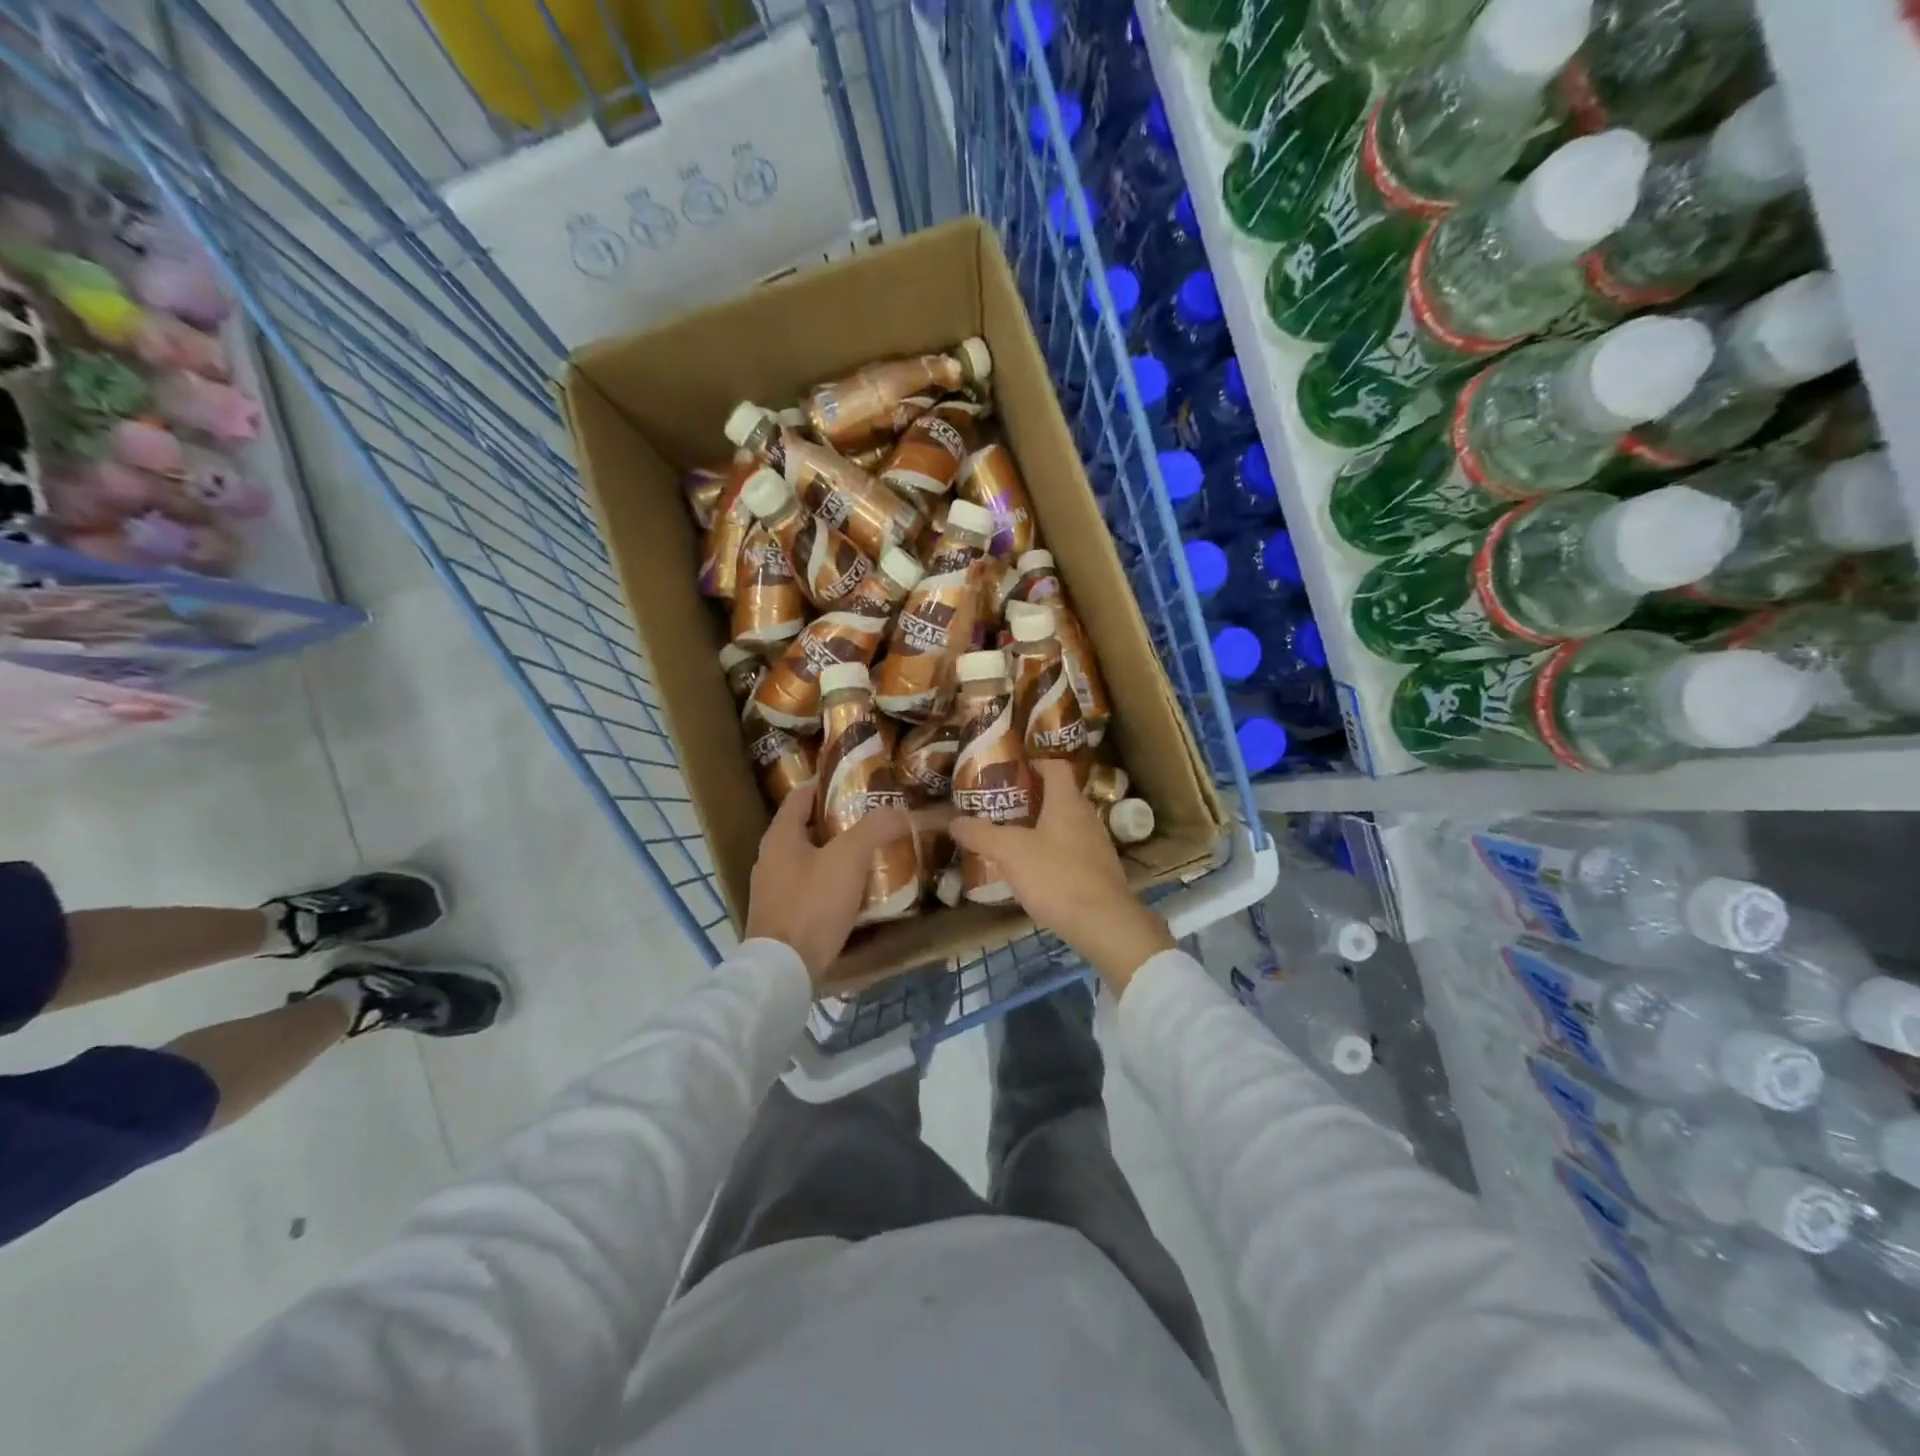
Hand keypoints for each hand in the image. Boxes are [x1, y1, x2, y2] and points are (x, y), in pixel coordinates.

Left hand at [744, 784, 912, 984]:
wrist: (783, 970)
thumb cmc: (812, 904)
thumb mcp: (849, 858)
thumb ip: (875, 829)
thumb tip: (901, 810)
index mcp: (780, 836)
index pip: (801, 795)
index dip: (827, 784)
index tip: (857, 781)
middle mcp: (770, 858)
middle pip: (806, 827)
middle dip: (838, 821)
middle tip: (873, 817)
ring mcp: (773, 890)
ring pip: (809, 859)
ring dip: (836, 853)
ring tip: (871, 851)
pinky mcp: (782, 916)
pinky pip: (810, 887)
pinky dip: (831, 881)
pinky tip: (856, 889)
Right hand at [948, 759, 1173, 992]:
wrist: (1104, 924)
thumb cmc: (1056, 876)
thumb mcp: (1010, 853)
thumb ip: (980, 834)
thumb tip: (953, 821)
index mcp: (1067, 802)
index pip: (1055, 766)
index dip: (1034, 763)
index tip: (1010, 771)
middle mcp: (1086, 816)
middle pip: (1059, 796)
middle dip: (1031, 798)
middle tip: (1001, 807)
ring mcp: (1096, 845)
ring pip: (1066, 825)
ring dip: (1041, 827)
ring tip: (1012, 838)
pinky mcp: (1099, 872)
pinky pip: (1072, 851)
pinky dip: (1052, 853)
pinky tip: (1034, 870)